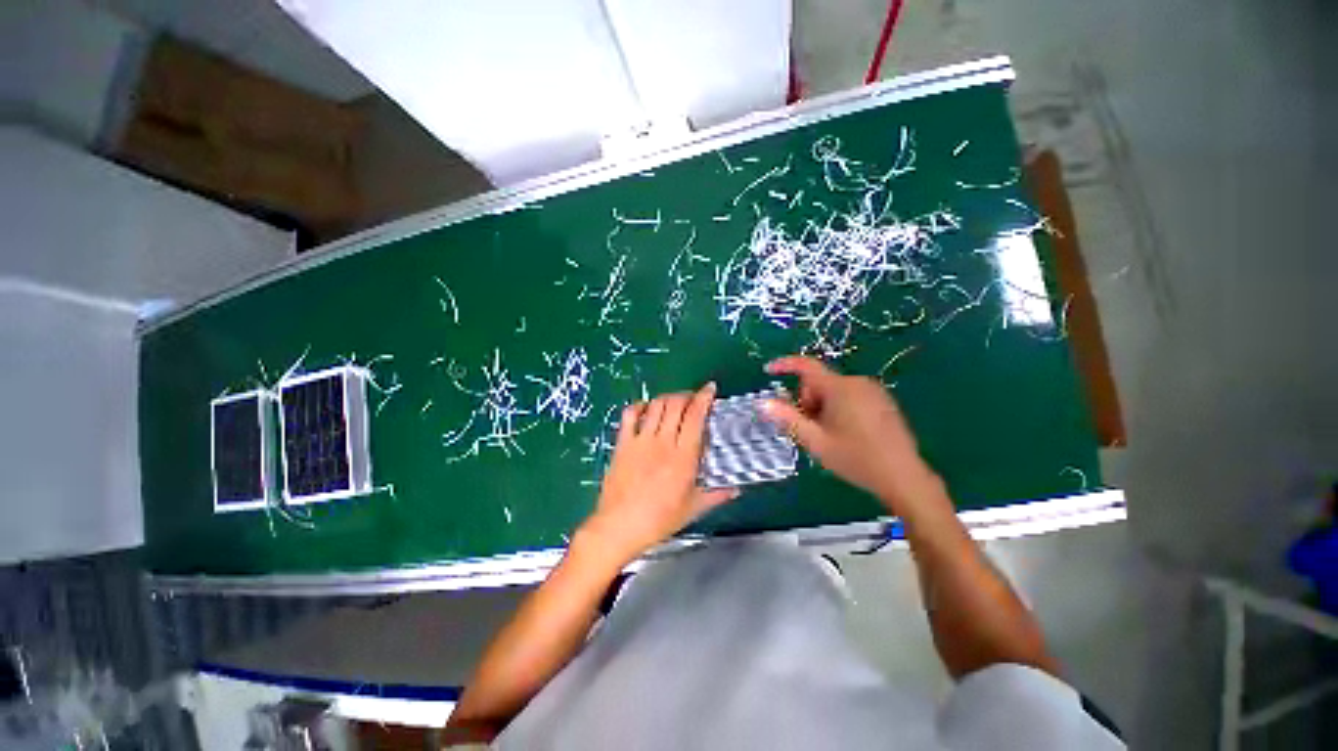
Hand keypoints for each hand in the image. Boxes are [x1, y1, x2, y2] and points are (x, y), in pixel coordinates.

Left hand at [579, 384, 737, 564]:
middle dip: (687, 395)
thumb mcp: (692, 509)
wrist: (618, 527)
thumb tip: (736, 490)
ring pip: (656, 405)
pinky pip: (630, 415)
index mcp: (683, 457)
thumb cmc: (658, 520)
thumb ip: (716, 495)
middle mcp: (663, 442)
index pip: (695, 416)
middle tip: (693, 399)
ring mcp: (640, 440)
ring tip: (674, 402)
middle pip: (675, 404)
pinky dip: (640, 406)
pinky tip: (646, 408)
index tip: (710, 389)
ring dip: (667, 398)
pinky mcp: (623, 443)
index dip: (704, 398)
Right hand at [762, 356, 940, 510]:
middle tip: (810, 429)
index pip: (806, 366)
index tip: (768, 370)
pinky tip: (846, 433)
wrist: (903, 477)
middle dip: (808, 401)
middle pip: (819, 383)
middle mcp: (857, 382)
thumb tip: (763, 403)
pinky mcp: (883, 401)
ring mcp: (873, 391)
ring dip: (822, 407)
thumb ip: (788, 419)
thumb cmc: (855, 458)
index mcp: (840, 388)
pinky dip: (838, 408)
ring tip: (829, 435)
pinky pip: (850, 396)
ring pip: (834, 391)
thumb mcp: (815, 441)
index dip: (785, 365)